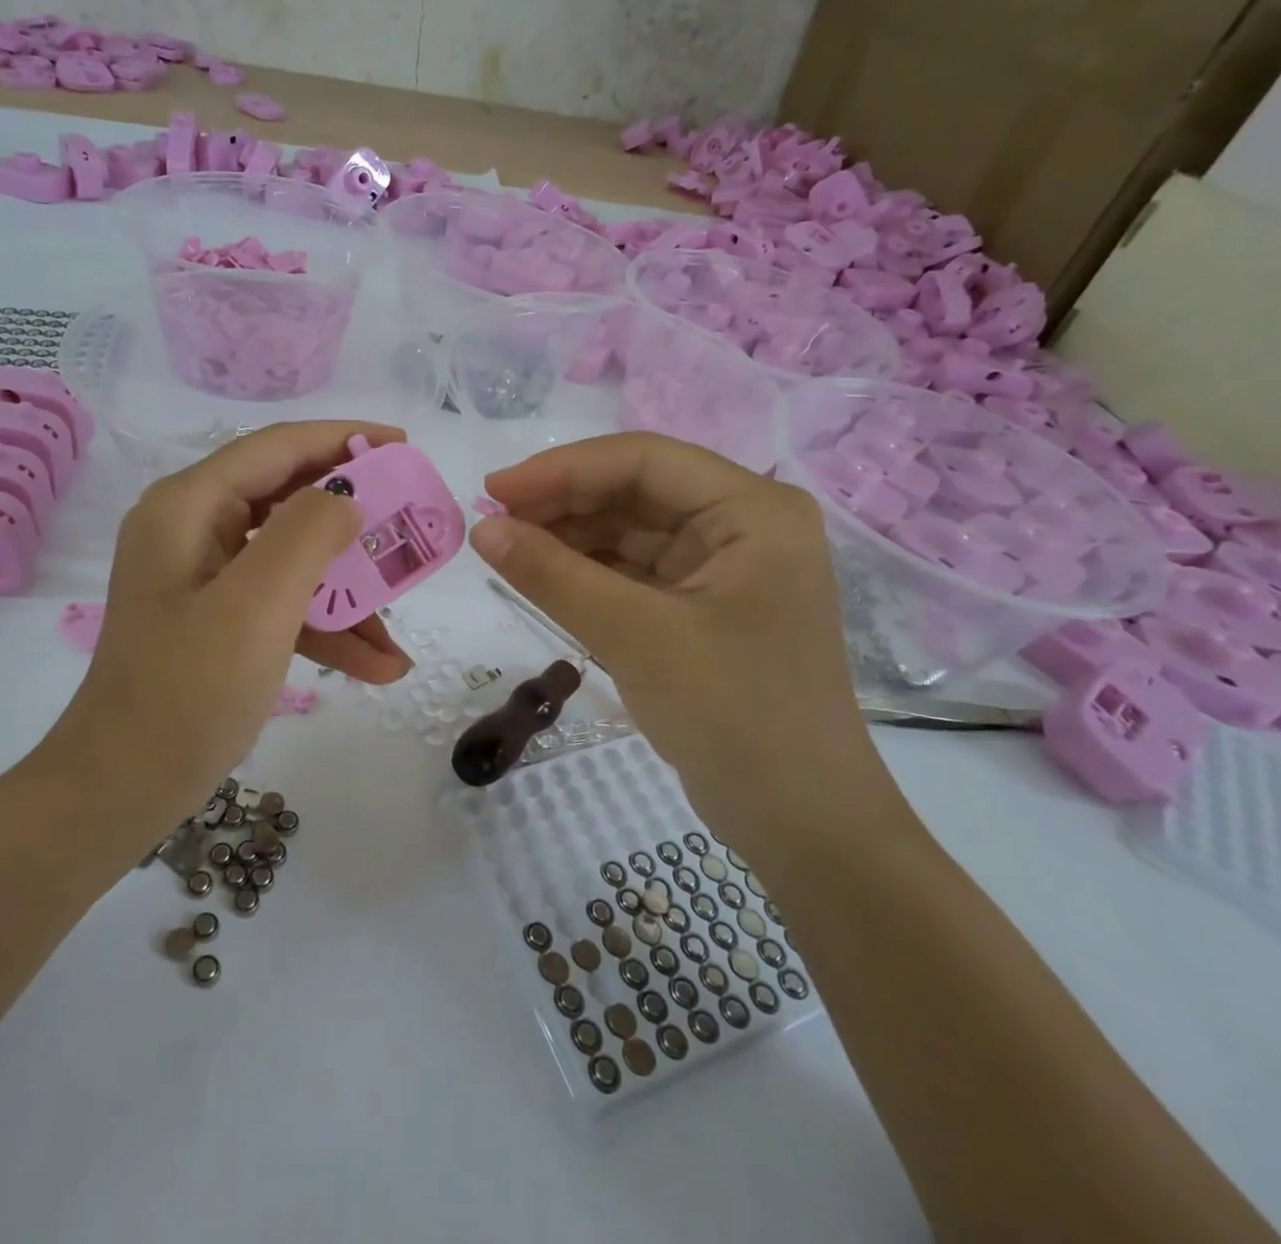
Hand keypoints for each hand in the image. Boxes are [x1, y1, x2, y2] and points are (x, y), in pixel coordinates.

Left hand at [59, 422, 412, 823]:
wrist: (122, 789)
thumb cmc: (187, 691)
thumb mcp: (258, 605)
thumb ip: (308, 533)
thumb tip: (346, 498)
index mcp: (189, 506)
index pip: (276, 447)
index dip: (343, 439)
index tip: (404, 446)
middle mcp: (193, 529)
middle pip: (288, 499)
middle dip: (354, 516)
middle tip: (411, 522)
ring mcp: (205, 577)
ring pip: (292, 558)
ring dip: (348, 588)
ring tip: (402, 619)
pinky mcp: (218, 619)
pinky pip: (281, 603)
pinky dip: (326, 626)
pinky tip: (379, 664)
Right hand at [472, 433, 905, 848]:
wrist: (799, 822)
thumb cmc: (734, 716)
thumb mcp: (634, 636)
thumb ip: (553, 576)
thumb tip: (481, 529)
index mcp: (753, 510)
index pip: (643, 460)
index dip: (561, 469)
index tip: (493, 492)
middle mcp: (744, 523)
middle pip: (636, 490)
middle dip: (563, 503)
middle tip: (492, 524)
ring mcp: (726, 565)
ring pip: (631, 529)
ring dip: (570, 536)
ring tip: (508, 551)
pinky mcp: (704, 604)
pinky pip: (635, 569)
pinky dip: (588, 571)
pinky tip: (544, 577)